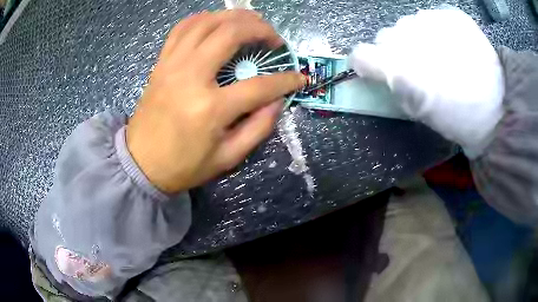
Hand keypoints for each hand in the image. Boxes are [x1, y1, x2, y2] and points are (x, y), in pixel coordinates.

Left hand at [126, 10, 304, 192]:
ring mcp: (172, 65)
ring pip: (206, 22)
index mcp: (210, 108)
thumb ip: (258, 128)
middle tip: (274, 37)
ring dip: (234, 17)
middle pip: (231, 33)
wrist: (140, 163)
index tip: (299, 77)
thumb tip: (278, 101)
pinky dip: (203, 18)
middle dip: (261, 29)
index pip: (259, 85)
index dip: (285, 80)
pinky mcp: (161, 63)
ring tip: (251, 23)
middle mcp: (191, 76)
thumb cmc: (183, 166)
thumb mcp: (227, 158)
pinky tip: (216, 21)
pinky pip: (182, 28)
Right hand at [349, 8, 504, 157]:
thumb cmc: (458, 119)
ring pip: (407, 23)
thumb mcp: (419, 113)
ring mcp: (429, 20)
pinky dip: (436, 30)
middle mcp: (407, 36)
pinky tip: (453, 45)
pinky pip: (431, 17)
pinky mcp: (450, 14)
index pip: (360, 54)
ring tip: (440, 54)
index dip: (366, 63)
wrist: (497, 108)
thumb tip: (383, 72)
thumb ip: (394, 88)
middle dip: (395, 50)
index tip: (376, 70)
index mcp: (397, 66)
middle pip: (385, 36)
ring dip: (416, 38)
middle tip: (418, 66)